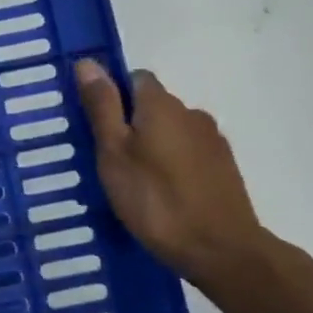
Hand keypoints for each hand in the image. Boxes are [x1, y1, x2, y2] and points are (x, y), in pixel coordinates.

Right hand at [74, 59, 271, 286]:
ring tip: (135, 181)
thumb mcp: (114, 153)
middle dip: (131, 123)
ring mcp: (213, 141)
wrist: (221, 250)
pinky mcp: (225, 169)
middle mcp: (191, 113)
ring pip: (172, 131)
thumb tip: (87, 62)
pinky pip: (189, 154)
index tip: (96, 126)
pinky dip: (173, 165)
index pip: (134, 78)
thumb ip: (102, 107)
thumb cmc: (155, 200)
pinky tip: (162, 195)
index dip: (113, 96)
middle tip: (109, 159)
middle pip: (154, 105)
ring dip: (154, 146)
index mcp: (161, 104)